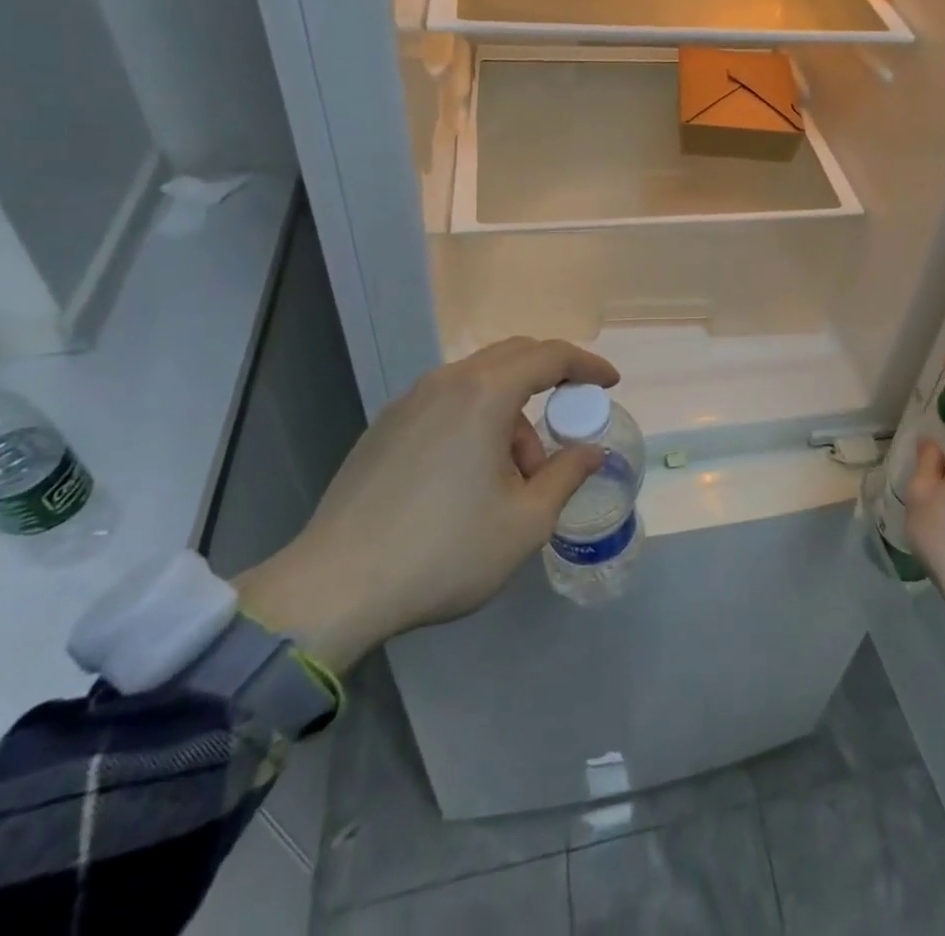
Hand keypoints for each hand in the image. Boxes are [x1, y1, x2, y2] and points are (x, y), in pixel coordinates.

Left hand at [232, 337, 618, 670]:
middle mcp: (446, 383)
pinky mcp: (385, 428)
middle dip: (550, 380)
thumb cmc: (444, 551)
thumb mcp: (525, 521)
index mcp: (484, 394)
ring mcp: (409, 402)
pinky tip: (472, 476)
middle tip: (571, 416)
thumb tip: (591, 452)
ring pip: (478, 383)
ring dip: (511, 413)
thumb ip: (567, 475)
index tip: (610, 383)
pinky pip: (447, 403)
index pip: (550, 356)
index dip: (586, 365)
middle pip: (513, 356)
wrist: (334, 588)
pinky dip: (477, 421)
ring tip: (516, 475)